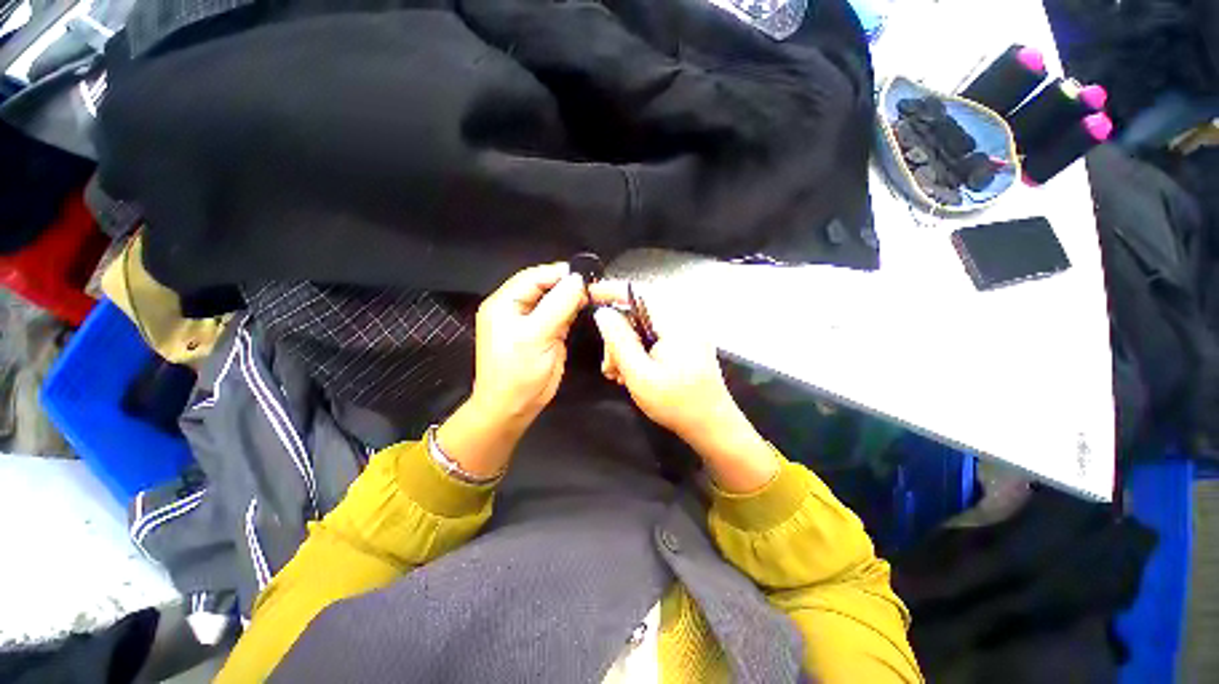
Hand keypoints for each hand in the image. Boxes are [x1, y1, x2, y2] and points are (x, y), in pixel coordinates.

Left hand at [437, 263, 586, 478]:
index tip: (586, 275)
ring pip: (554, 300)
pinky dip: (573, 311)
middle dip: (569, 285)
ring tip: (594, 295)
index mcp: (505, 303)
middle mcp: (516, 308)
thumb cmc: (518, 373)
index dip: (560, 273)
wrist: (513, 408)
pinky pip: (559, 315)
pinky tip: (585, 308)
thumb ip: (558, 305)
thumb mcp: (536, 336)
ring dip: (573, 297)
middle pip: (545, 286)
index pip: (534, 276)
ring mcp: (531, 321)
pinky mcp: (544, 333)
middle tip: (594, 286)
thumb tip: (577, 281)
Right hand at [590, 281, 778, 492]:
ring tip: (617, 374)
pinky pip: (653, 339)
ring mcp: (685, 334)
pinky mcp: (684, 345)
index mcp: (676, 323)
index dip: (612, 290)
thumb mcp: (640, 374)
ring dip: (625, 349)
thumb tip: (603, 313)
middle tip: (609, 366)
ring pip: (643, 329)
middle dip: (618, 337)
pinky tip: (630, 374)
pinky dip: (638, 353)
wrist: (712, 427)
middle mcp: (683, 321)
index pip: (639, 293)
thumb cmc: (677, 403)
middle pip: (638, 314)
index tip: (589, 294)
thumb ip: (619, 341)